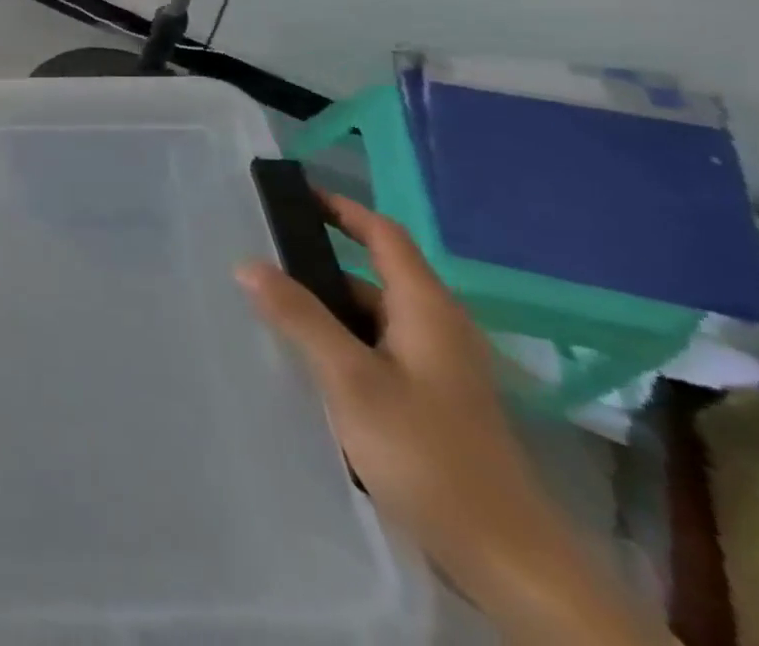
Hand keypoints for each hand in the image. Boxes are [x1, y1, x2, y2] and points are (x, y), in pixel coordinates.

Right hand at [236, 194, 669, 644]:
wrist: (511, 564)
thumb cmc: (431, 456)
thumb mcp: (354, 381)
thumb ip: (300, 317)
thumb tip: (247, 263)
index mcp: (427, 309)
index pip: (383, 234)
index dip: (340, 208)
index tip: (291, 194)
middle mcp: (437, 328)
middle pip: (373, 274)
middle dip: (318, 261)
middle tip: (259, 255)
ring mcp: (439, 368)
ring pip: (372, 317)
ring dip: (325, 306)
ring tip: (267, 306)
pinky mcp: (434, 403)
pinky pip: (376, 349)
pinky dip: (340, 341)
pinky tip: (305, 362)